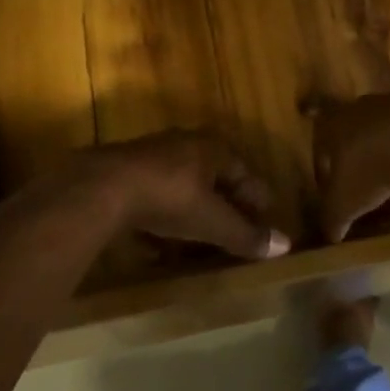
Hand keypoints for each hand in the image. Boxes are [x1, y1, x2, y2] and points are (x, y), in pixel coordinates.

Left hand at [68, 132, 289, 260]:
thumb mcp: (212, 220)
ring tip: (200, 237)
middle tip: (236, 228)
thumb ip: (245, 234)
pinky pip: (156, 195)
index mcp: (212, 148)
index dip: (256, 197)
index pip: (243, 172)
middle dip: (225, 202)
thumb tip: (286, 245)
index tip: (266, 218)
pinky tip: (160, 240)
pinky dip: (164, 215)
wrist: (103, 188)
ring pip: (183, 184)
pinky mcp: (126, 173)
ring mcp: (153, 156)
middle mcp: (185, 144)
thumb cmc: (170, 197)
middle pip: (214, 176)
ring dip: (193, 209)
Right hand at [310, 94, 389, 241]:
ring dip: (387, 158)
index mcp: (333, 124)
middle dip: (357, 163)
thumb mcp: (345, 201)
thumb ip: (334, 218)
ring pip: (383, 136)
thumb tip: (330, 236)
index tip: (331, 191)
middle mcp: (359, 109)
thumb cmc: (370, 166)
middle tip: (363, 188)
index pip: (320, 146)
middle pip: (353, 137)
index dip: (324, 170)